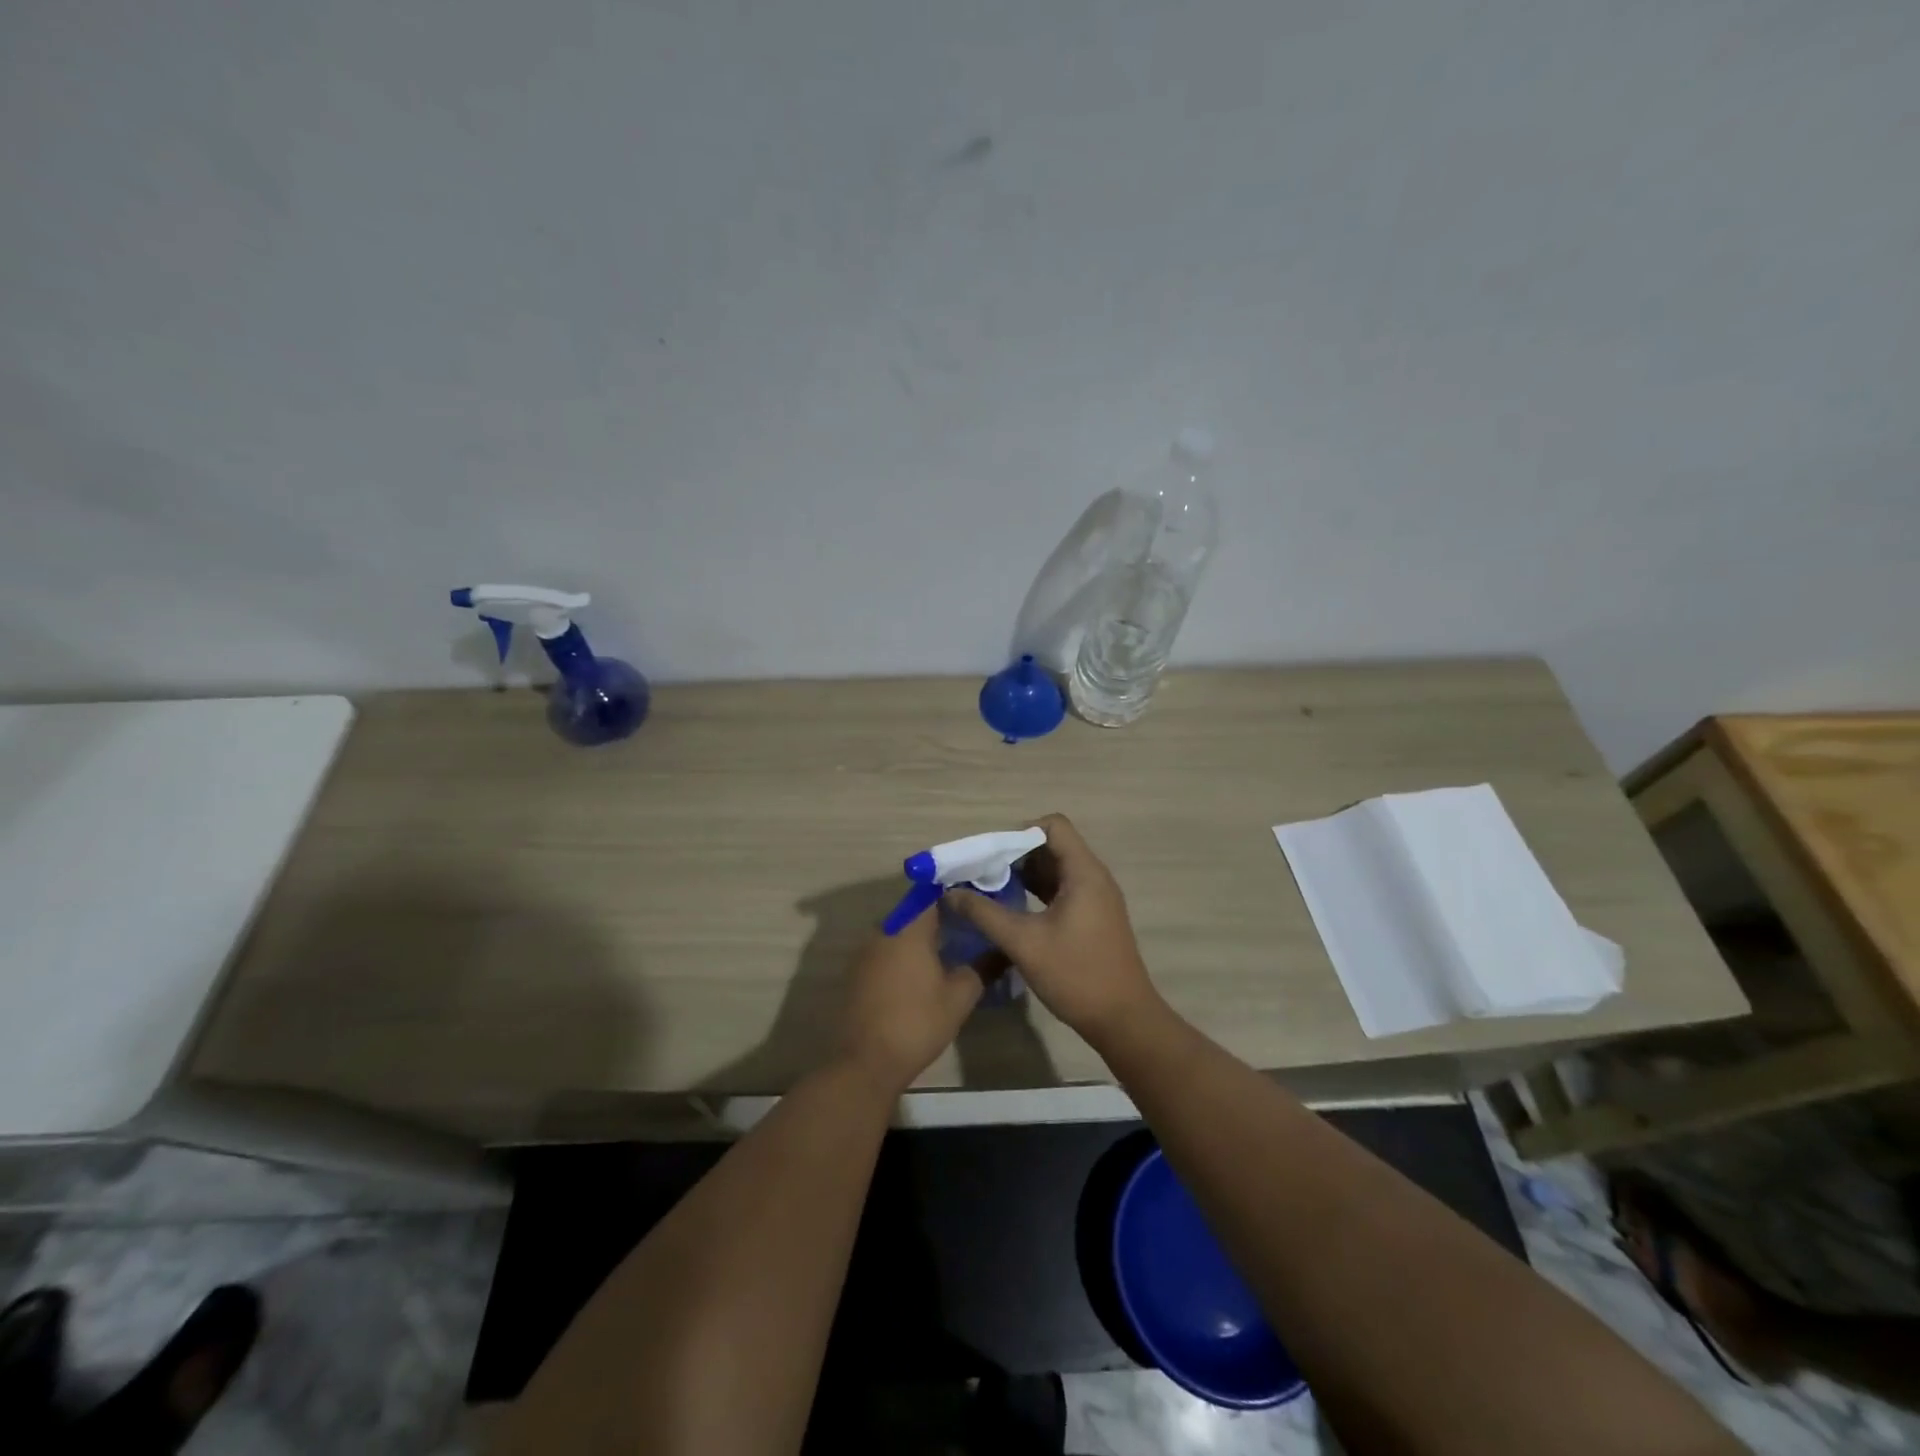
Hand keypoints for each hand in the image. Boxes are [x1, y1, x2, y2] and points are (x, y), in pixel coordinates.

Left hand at [837, 907, 982, 1094]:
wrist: (866, 1062)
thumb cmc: (918, 1022)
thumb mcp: (960, 997)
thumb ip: (983, 968)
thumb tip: (1003, 951)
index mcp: (908, 927)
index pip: (932, 894)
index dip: (954, 894)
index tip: (975, 902)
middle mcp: (884, 930)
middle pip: (915, 911)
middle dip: (941, 916)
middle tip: (969, 928)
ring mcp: (866, 951)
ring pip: (899, 931)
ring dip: (922, 937)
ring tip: (950, 950)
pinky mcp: (858, 972)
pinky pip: (886, 950)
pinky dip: (904, 954)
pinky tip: (922, 973)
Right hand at [944, 813, 1160, 1042]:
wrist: (1123, 1020)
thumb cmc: (1076, 975)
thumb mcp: (1023, 942)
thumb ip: (985, 913)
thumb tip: (950, 894)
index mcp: (1084, 872)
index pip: (1053, 825)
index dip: (1020, 832)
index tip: (992, 856)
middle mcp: (1093, 877)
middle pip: (1052, 845)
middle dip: (1015, 855)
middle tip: (983, 874)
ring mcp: (1095, 898)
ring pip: (1056, 869)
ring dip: (1024, 874)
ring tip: (991, 891)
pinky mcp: (1093, 917)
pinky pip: (1062, 890)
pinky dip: (1037, 892)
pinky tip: (1012, 910)